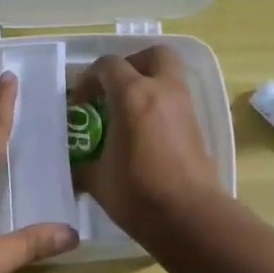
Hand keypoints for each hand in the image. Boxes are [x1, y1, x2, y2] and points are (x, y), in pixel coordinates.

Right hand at [73, 47, 222, 240]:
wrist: (190, 217)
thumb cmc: (138, 194)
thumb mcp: (98, 180)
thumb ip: (83, 164)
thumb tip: (75, 167)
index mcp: (133, 95)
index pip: (108, 65)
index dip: (88, 79)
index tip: (80, 103)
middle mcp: (163, 90)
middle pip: (152, 55)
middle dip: (131, 64)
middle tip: (114, 89)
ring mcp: (185, 107)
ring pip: (169, 76)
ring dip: (149, 84)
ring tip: (128, 114)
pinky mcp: (198, 127)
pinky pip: (177, 101)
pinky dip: (161, 106)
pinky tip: (146, 134)